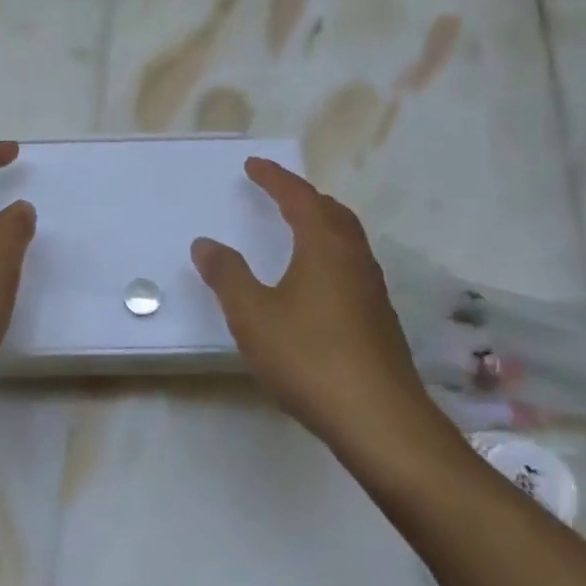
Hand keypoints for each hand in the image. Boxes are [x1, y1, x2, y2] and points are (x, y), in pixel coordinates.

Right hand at [192, 157, 454, 465]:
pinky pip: (351, 266)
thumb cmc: (309, 357)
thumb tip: (206, 243)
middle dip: (302, 196)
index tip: (254, 164)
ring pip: (346, 239)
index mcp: (324, 247)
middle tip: (277, 192)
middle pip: (331, 212)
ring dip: (320, 224)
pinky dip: (329, 253)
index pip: (299, 197)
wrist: (379, 420)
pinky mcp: (378, 319)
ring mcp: (372, 290)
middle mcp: (354, 259)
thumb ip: (227, 275)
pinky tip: (316, 282)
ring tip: (296, 228)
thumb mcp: (253, 315)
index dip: (275, 178)